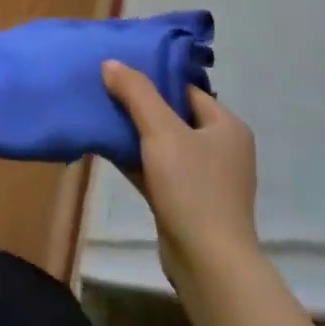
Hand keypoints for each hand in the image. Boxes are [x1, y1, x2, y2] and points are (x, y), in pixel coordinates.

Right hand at [102, 61, 257, 289]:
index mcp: (226, 126)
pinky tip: (104, 147)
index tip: (117, 71)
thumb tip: (111, 63)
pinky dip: (134, 157)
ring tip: (98, 114)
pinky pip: (156, 168)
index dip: (152, 78)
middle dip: (137, 104)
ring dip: (133, 132)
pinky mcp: (186, 200)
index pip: (184, 90)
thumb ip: (136, 93)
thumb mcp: (161, 132)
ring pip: (161, 143)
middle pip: (172, 115)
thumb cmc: (192, 188)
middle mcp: (220, 148)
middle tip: (103, 90)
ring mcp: (204, 177)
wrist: (207, 262)